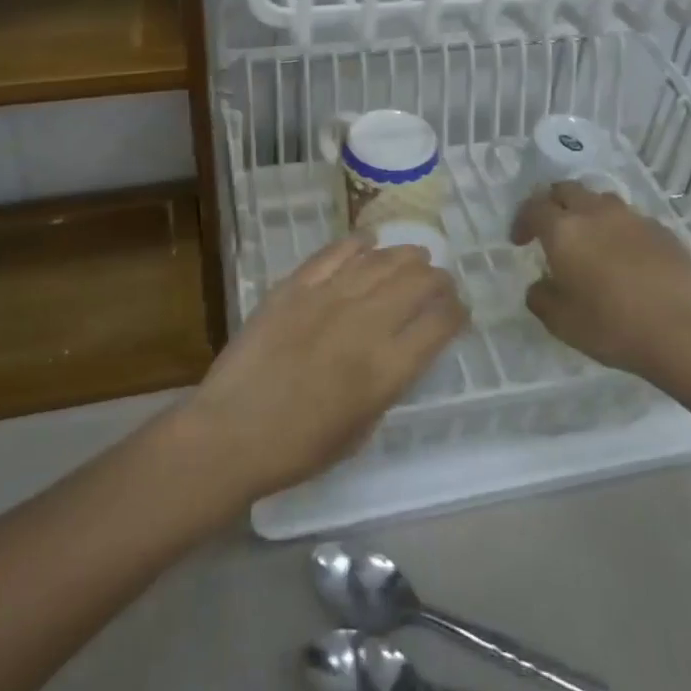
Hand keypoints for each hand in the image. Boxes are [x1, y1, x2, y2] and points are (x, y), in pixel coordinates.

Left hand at [182, 234, 465, 503]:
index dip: (457, 312)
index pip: (440, 324)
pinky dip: (356, 244)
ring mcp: (328, 298)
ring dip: (405, 256)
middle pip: (417, 283)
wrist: (232, 432)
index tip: (458, 311)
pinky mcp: (295, 286)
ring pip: (380, 262)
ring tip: (416, 256)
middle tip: (440, 281)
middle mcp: (365, 324)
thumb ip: (386, 385)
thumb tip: (397, 351)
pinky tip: (369, 242)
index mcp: (387, 369)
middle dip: (438, 279)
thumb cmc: (298, 448)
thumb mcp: (361, 430)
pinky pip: (334, 254)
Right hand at [511, 182, 690, 384]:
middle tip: (551, 229)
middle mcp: (596, 213)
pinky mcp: (662, 230)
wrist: (682, 332)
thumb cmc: (611, 326)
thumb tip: (541, 285)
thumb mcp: (560, 322)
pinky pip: (631, 220)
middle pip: (567, 190)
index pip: (533, 207)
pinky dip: (620, 231)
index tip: (520, 241)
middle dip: (553, 204)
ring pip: (601, 201)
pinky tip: (626, 257)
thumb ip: (541, 297)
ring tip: (590, 240)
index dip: (522, 221)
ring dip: (588, 213)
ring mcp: (632, 218)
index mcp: (564, 230)